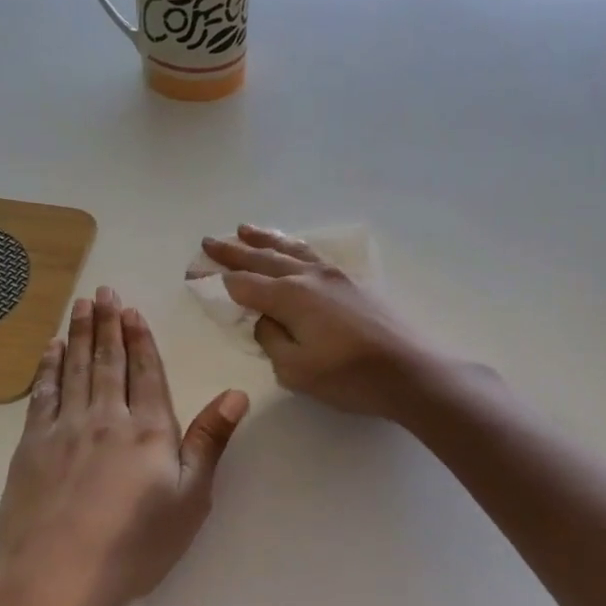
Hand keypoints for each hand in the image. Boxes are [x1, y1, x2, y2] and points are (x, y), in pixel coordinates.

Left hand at [0, 287, 247, 605]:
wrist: (55, 576)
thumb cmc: (134, 544)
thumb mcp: (190, 498)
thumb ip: (210, 441)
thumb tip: (236, 394)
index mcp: (148, 429)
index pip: (146, 372)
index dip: (140, 340)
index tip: (131, 311)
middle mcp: (106, 417)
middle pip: (108, 361)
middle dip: (106, 324)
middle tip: (103, 292)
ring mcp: (64, 428)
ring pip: (75, 369)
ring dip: (78, 335)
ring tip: (80, 306)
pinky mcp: (32, 446)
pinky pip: (43, 394)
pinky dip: (49, 368)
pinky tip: (50, 351)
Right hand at [201, 226, 439, 419]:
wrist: (411, 371)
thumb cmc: (350, 377)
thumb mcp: (296, 370)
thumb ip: (272, 340)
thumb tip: (266, 320)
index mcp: (290, 297)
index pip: (243, 284)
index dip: (216, 279)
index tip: (194, 272)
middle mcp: (309, 277)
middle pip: (262, 259)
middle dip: (233, 251)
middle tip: (209, 241)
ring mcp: (335, 276)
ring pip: (291, 250)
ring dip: (264, 239)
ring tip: (244, 228)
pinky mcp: (354, 283)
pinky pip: (313, 255)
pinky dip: (294, 247)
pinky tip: (293, 248)